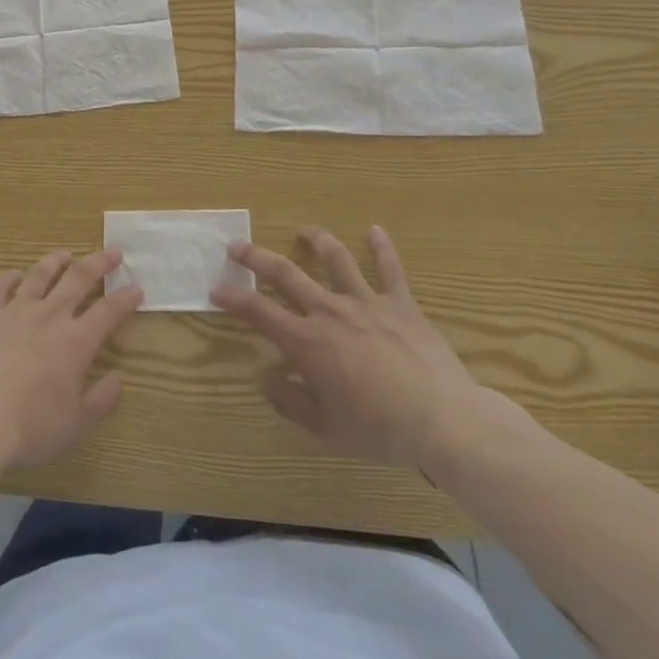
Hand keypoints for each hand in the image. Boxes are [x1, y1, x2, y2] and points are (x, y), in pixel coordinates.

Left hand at [0, 249, 142, 470]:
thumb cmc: (30, 427)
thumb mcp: (76, 424)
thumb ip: (101, 400)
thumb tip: (118, 378)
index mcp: (76, 342)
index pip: (109, 311)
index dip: (125, 299)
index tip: (137, 288)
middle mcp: (49, 316)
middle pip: (79, 279)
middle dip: (99, 263)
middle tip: (113, 252)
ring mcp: (15, 311)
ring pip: (39, 275)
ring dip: (55, 261)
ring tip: (65, 254)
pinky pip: (0, 286)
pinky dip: (10, 277)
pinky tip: (14, 274)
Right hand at [211, 225, 488, 470]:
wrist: (443, 420)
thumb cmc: (379, 429)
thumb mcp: (326, 429)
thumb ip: (290, 402)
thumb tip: (266, 379)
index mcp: (307, 342)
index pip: (258, 311)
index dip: (232, 298)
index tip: (216, 290)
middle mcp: (330, 311)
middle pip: (285, 274)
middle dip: (256, 258)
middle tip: (236, 246)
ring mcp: (366, 302)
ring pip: (335, 260)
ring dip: (315, 242)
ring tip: (303, 231)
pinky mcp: (400, 304)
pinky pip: (390, 269)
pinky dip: (382, 247)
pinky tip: (375, 230)